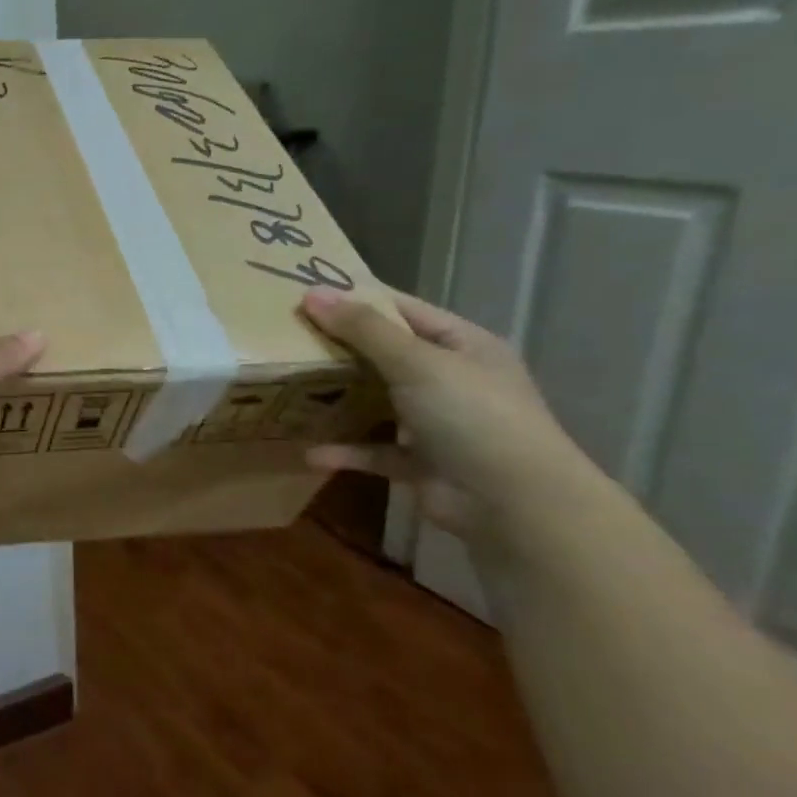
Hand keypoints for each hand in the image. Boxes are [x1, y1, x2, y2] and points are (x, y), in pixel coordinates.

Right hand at [300, 288, 585, 540]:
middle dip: (337, 348)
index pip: (402, 310)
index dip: (357, 300)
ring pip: (376, 402)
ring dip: (337, 399)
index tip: (305, 294)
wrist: (512, 503)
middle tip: (284, 338)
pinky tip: (311, 453)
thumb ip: (363, 329)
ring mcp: (435, 422)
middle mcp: (450, 379)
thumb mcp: (416, 362)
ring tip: (290, 388)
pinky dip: (345, 451)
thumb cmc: (472, 415)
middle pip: (384, 354)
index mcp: (461, 345)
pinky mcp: (419, 462)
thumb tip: (311, 293)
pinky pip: (373, 451)